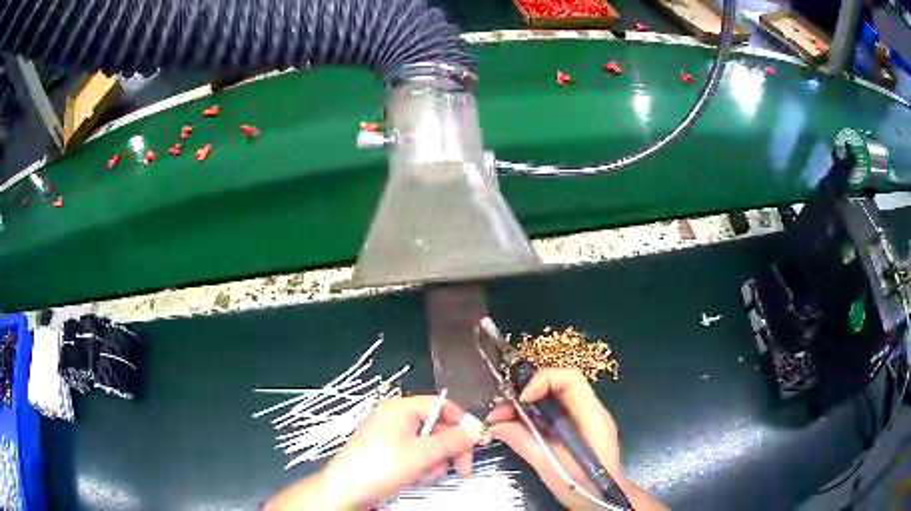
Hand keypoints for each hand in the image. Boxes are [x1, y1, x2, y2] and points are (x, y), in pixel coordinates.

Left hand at [266, 396, 481, 509]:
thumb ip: (452, 441)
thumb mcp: (421, 454)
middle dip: (450, 449)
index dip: (462, 423)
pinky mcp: (388, 453)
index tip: (476, 443)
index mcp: (400, 408)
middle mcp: (396, 418)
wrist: (346, 491)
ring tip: (426, 475)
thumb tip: (475, 431)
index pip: (442, 406)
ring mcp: (390, 436)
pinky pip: (416, 455)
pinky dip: (422, 467)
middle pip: (437, 427)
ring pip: (429, 445)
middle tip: (462, 469)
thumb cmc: (381, 467)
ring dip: (435, 462)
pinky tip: (416, 478)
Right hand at [486, 368, 665, 510]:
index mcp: (592, 416)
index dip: (543, 381)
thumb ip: (527, 444)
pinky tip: (513, 430)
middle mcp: (589, 412)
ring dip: (524, 407)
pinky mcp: (575, 431)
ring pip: (551, 401)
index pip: (571, 379)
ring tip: (499, 422)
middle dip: (525, 395)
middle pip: (557, 387)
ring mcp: (583, 421)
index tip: (520, 399)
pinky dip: (531, 418)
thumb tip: (496, 426)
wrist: (605, 501)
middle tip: (499, 413)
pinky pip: (551, 415)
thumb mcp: (552, 468)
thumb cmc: (585, 487)